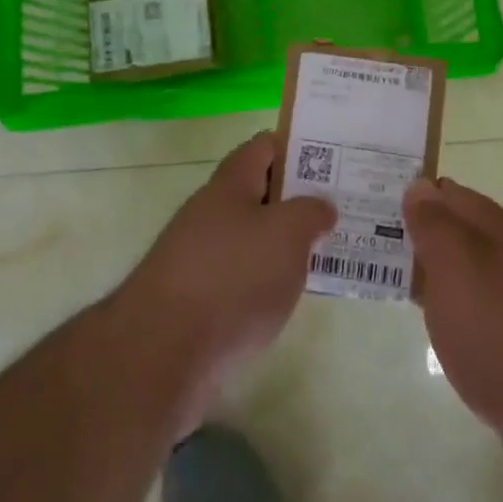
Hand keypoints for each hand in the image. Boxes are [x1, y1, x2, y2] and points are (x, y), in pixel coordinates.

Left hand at [114, 132, 334, 434]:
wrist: (161, 355)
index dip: (300, 147)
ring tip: (328, 253)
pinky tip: (292, 297)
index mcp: (230, 183)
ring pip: (254, 237)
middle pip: (261, 192)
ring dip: (286, 244)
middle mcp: (212, 211)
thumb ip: (311, 212)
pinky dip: (268, 282)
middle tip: (342, 208)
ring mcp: (201, 256)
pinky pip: (243, 277)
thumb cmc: (231, 277)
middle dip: (299, 199)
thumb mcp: (287, 233)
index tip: (337, 160)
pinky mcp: (198, 300)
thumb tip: (321, 207)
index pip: (265, 146)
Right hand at [404, 176, 502, 473]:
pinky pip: (474, 309)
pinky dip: (448, 305)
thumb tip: (420, 185)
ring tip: (390, 273)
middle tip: (372, 234)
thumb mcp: (456, 267)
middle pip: (460, 232)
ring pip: (465, 272)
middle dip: (421, 230)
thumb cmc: (499, 330)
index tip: (378, 195)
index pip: (453, 194)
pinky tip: (433, 321)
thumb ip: (435, 225)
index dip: (418, 191)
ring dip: (431, 269)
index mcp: (500, 231)